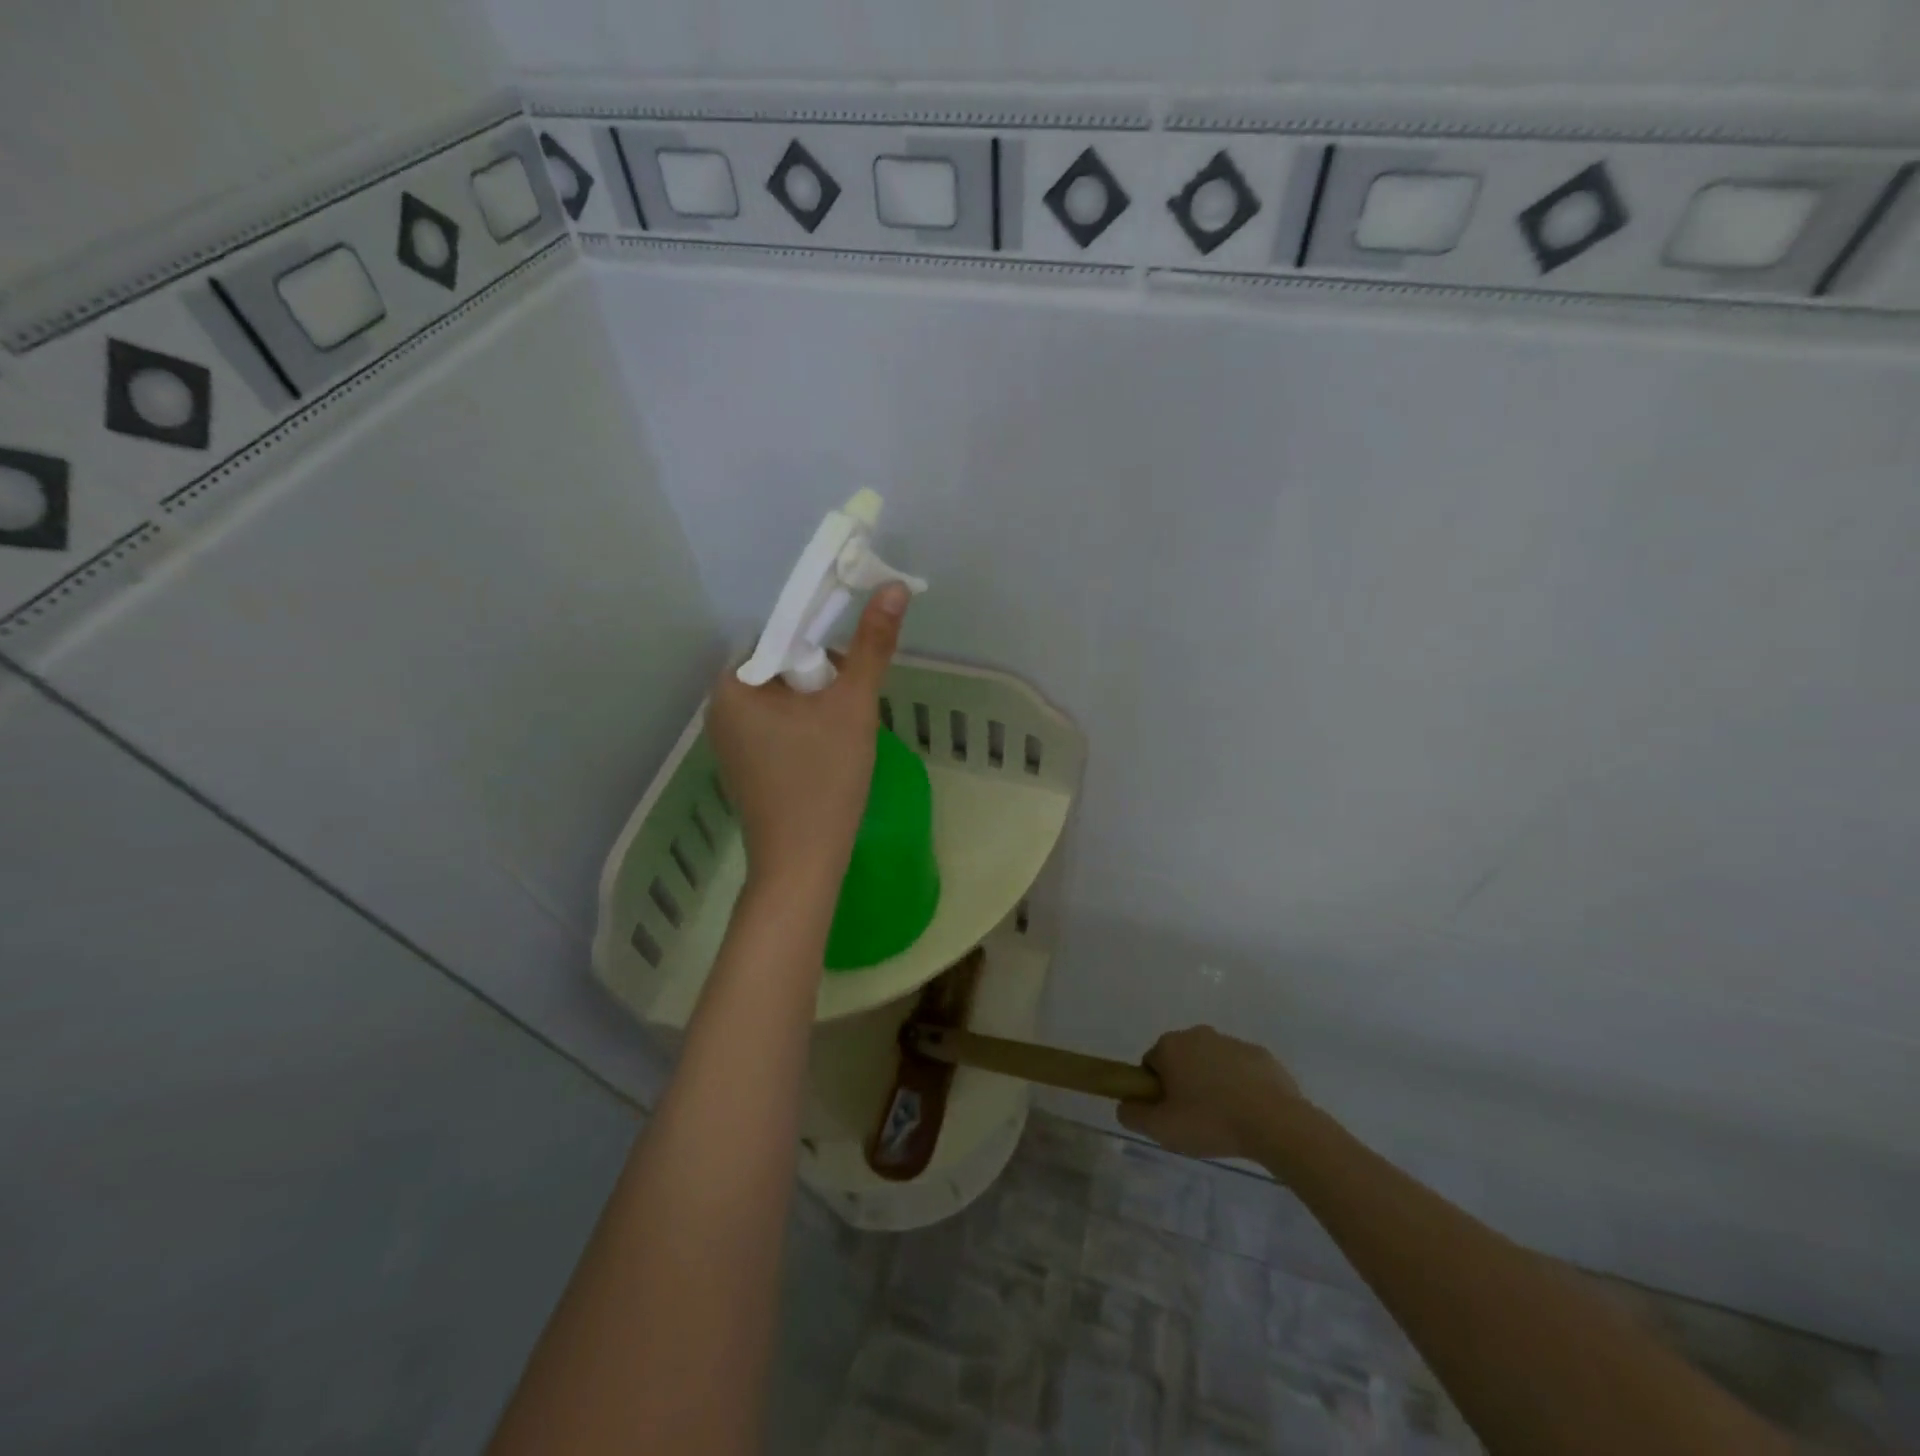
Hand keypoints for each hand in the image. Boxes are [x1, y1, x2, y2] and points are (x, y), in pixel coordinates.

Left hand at [707, 584, 909, 894]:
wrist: (802, 865)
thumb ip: (873, 645)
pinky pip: (776, 729)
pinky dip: (804, 731)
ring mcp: (728, 742)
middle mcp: (719, 708)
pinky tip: (826, 756)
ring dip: (817, 706)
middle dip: (822, 679)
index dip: (822, 643)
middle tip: (851, 709)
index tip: (852, 668)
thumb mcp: (853, 706)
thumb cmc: (824, 780)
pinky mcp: (743, 767)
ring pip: (782, 701)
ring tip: (843, 735)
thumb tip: (895, 587)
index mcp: (732, 685)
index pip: (780, 636)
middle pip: (782, 668)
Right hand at [1118, 1026, 1304, 1160]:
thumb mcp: (1161, 1128)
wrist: (1274, 1123)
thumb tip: (1124, 1104)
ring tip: (1225, 1121)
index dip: (1157, 1091)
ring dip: (1212, 1085)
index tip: (1170, 1114)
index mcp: (1171, 1046)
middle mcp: (1198, 1034)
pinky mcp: (1260, 1054)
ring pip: (1211, 1064)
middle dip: (1184, 1085)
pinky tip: (1249, 1114)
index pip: (1151, 1065)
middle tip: (1195, 1119)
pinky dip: (1240, 1087)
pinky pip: (1240, 1070)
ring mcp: (1231, 1042)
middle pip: (1181, 1060)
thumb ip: (1132, 1114)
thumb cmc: (1210, 1121)